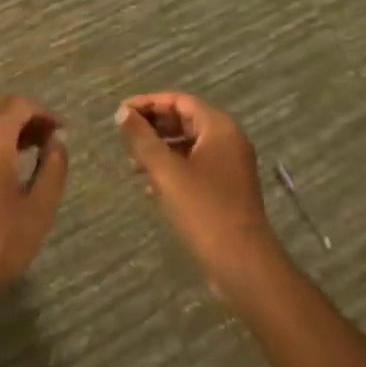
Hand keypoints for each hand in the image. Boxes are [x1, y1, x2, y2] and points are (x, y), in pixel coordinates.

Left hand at [0, 97, 67, 322]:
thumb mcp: (40, 206)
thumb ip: (53, 166)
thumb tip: (56, 141)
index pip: (19, 105)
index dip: (43, 113)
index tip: (60, 130)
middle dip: (24, 116)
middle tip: (47, 137)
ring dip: (5, 125)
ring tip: (30, 148)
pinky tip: (4, 161)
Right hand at [117, 93, 286, 302]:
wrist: (243, 265)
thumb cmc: (205, 210)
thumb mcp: (167, 172)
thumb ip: (143, 140)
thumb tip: (122, 112)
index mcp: (219, 127)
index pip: (180, 101)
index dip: (149, 103)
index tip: (122, 112)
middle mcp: (228, 140)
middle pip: (185, 121)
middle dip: (153, 128)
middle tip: (124, 137)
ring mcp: (230, 166)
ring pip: (189, 146)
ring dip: (160, 151)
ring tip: (132, 165)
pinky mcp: (227, 190)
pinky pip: (195, 167)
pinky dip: (173, 170)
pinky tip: (152, 187)